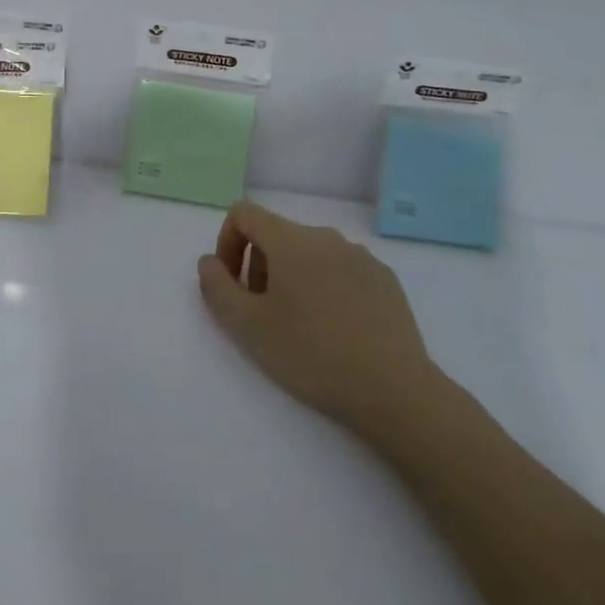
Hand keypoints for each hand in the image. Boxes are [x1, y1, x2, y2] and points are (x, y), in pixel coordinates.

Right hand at [197, 202, 444, 443]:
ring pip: (310, 253)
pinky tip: (336, 330)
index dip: (227, 242)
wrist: (394, 390)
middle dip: (259, 266)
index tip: (231, 283)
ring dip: (292, 278)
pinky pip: (341, 270)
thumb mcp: (247, 326)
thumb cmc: (311, 354)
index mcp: (290, 240)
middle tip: (262, 313)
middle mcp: (326, 236)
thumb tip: (210, 262)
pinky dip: (326, 288)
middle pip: (276, 234)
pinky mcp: (385, 280)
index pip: (244, 213)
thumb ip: (217, 286)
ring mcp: (361, 256)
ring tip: (299, 326)